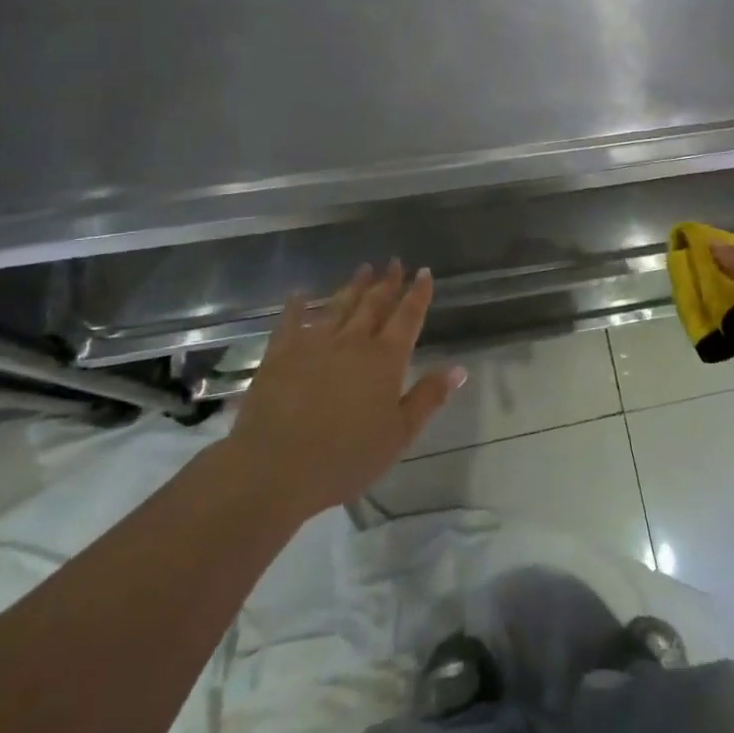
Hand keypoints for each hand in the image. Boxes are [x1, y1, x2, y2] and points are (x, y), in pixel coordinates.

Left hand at [223, 262, 464, 519]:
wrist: (274, 470)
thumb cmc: (345, 458)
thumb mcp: (399, 435)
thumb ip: (429, 397)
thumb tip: (459, 367)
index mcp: (385, 359)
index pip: (407, 317)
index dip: (418, 294)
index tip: (423, 272)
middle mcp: (353, 342)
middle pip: (374, 304)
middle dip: (387, 282)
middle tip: (394, 263)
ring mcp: (314, 344)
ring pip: (338, 306)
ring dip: (353, 287)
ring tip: (363, 269)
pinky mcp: (280, 355)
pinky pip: (291, 322)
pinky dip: (297, 306)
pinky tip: (300, 294)